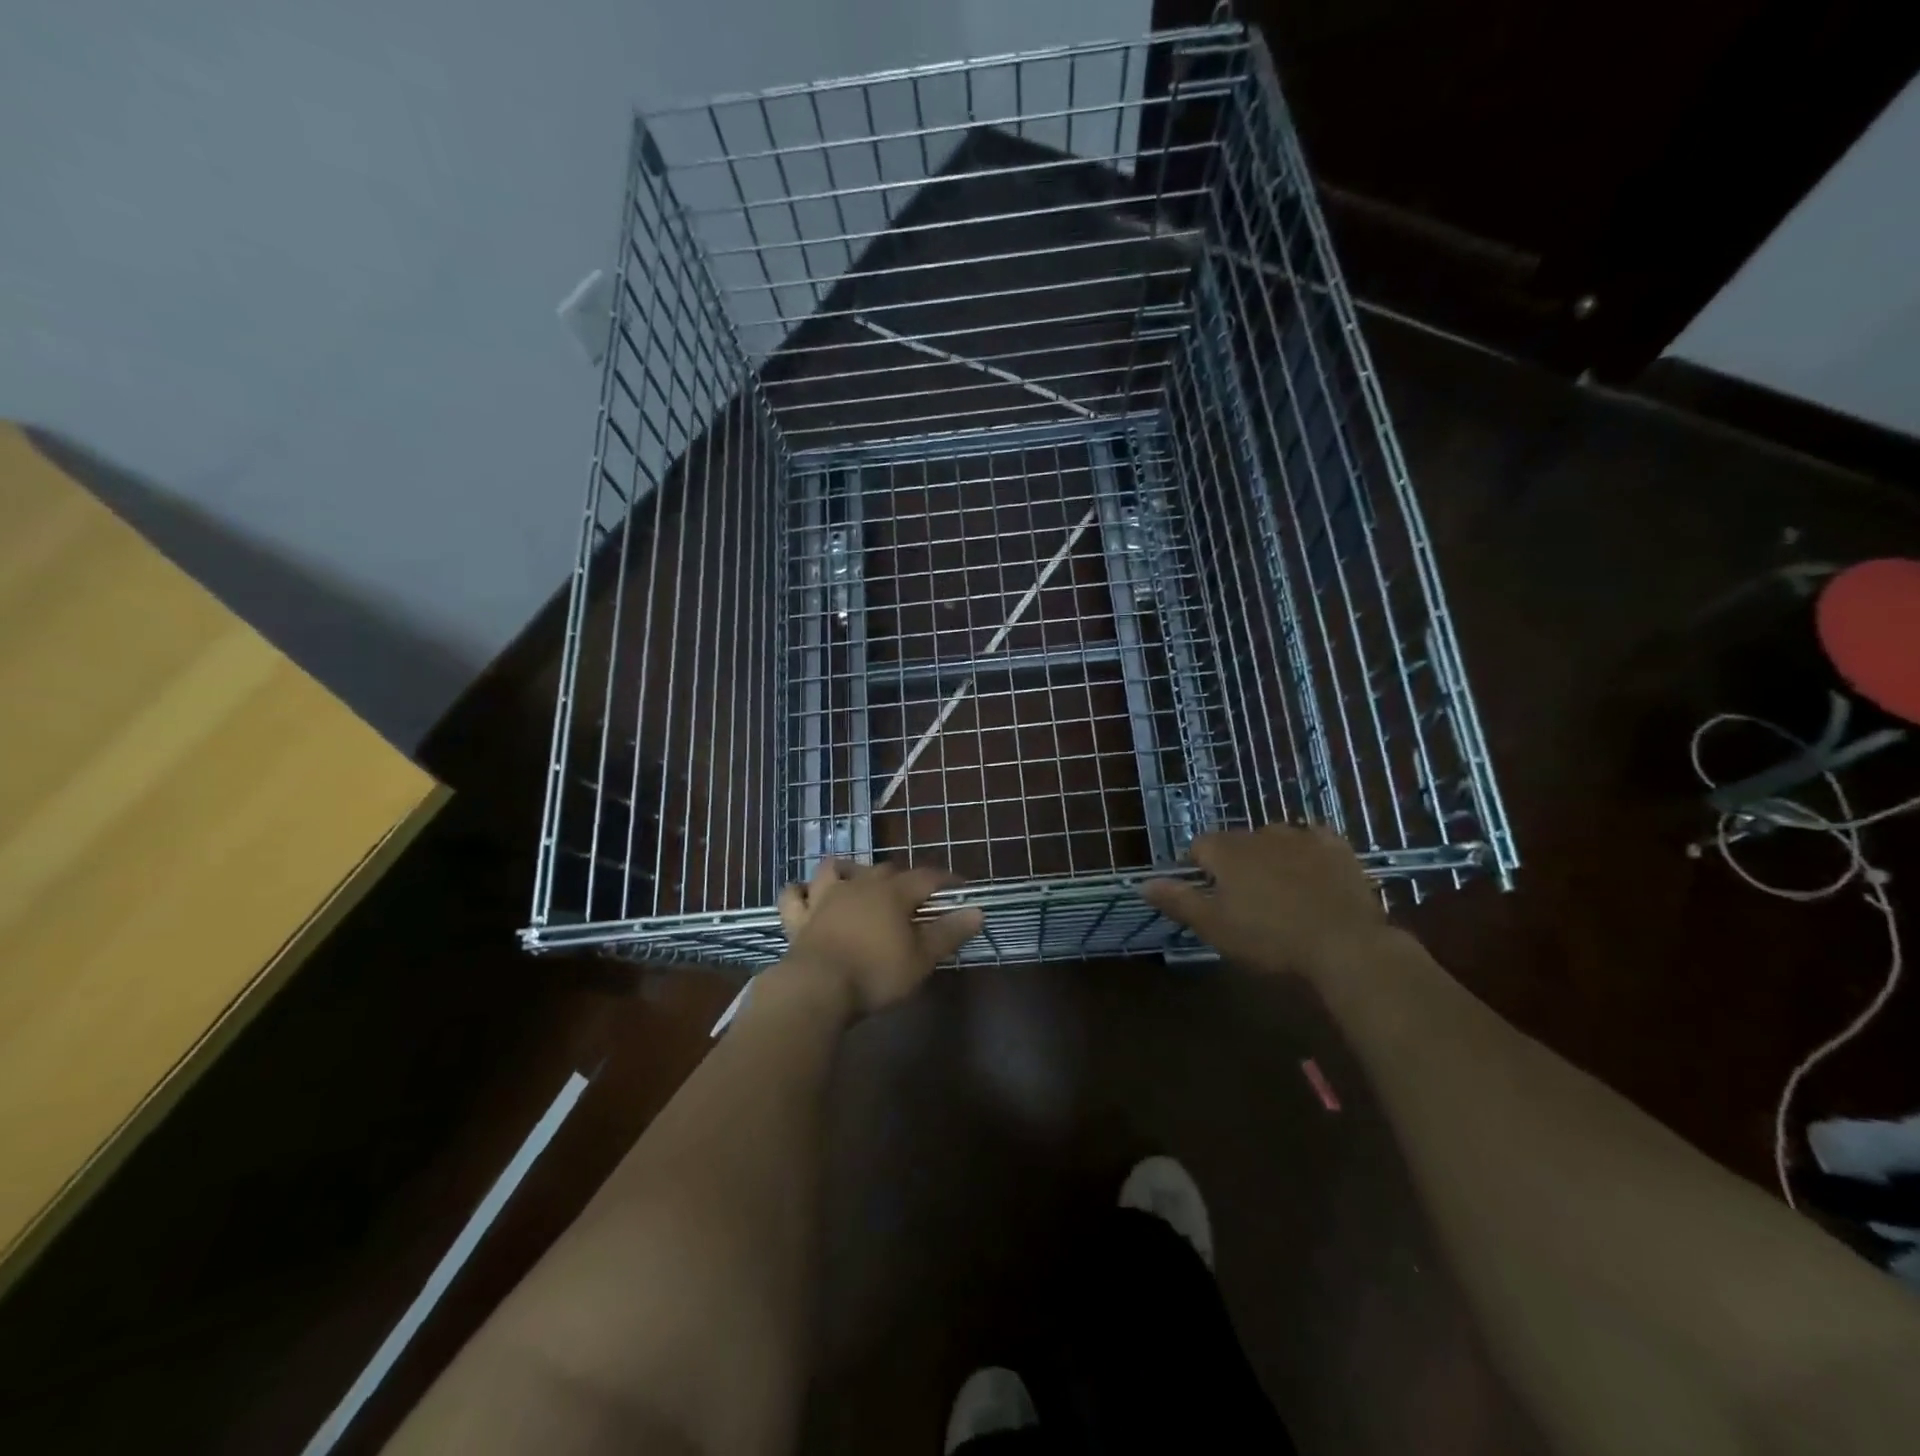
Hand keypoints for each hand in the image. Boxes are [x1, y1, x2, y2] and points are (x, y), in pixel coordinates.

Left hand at [776, 858, 984, 1014]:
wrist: (818, 988)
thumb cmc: (876, 973)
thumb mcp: (921, 958)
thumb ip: (949, 932)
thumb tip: (977, 911)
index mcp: (893, 893)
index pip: (927, 878)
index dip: (946, 881)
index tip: (961, 889)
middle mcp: (860, 885)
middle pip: (886, 870)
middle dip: (903, 879)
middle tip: (914, 897)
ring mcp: (825, 898)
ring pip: (836, 869)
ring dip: (849, 871)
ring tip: (857, 882)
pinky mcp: (800, 917)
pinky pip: (794, 895)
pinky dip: (800, 892)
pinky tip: (805, 895)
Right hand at [1141, 824, 1386, 979]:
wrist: (1344, 945)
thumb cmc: (1269, 938)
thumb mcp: (1214, 926)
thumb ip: (1177, 900)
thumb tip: (1142, 882)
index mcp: (1226, 851)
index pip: (1199, 847)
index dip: (1198, 868)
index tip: (1206, 894)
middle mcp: (1259, 834)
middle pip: (1236, 842)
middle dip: (1235, 863)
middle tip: (1243, 899)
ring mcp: (1301, 837)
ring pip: (1274, 838)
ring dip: (1270, 855)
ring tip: (1279, 888)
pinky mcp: (1337, 847)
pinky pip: (1315, 839)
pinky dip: (1308, 851)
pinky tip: (1313, 871)